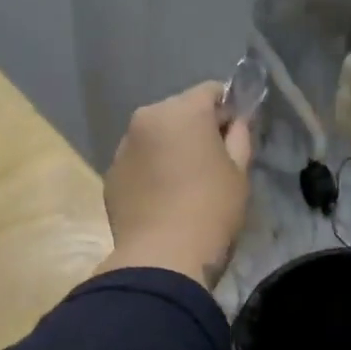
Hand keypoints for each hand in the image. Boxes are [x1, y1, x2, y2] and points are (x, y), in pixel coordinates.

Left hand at [99, 81, 252, 287]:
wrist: (161, 258)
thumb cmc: (210, 210)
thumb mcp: (239, 172)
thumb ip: (240, 137)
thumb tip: (236, 122)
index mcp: (181, 111)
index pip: (211, 91)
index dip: (228, 109)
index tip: (236, 134)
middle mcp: (146, 119)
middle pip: (179, 111)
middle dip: (196, 127)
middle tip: (213, 161)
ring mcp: (123, 147)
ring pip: (155, 136)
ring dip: (170, 148)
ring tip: (185, 183)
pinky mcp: (110, 175)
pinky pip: (138, 161)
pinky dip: (151, 170)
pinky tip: (163, 198)